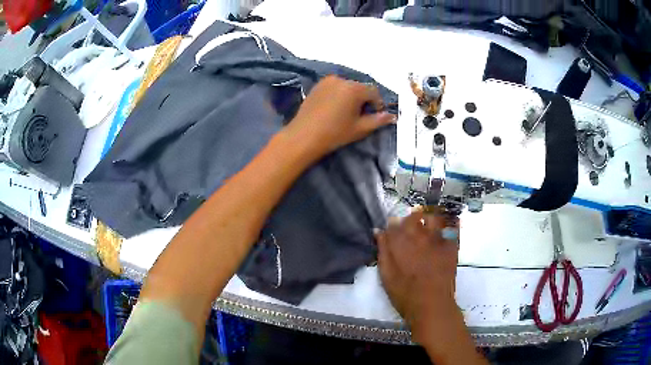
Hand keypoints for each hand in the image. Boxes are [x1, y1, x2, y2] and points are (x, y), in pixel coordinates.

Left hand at [283, 75, 395, 159]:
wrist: (303, 136)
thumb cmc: (334, 133)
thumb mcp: (360, 128)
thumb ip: (378, 120)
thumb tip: (392, 116)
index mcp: (354, 88)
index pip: (374, 92)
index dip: (378, 104)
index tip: (374, 116)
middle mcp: (341, 79)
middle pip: (360, 87)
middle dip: (364, 99)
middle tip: (360, 116)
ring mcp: (327, 81)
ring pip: (347, 87)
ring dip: (351, 96)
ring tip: (346, 113)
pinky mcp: (317, 85)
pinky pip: (335, 87)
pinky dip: (339, 94)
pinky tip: (334, 108)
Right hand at [376, 211, 460, 342]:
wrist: (432, 305)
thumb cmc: (404, 294)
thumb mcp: (386, 275)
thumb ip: (383, 251)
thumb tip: (379, 231)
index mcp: (401, 242)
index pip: (394, 223)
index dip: (392, 226)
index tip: (392, 232)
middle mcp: (420, 236)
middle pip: (414, 217)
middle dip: (409, 221)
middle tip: (408, 231)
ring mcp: (438, 240)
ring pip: (433, 218)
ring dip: (427, 220)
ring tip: (426, 229)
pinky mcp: (451, 246)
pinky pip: (450, 229)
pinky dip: (445, 228)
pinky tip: (441, 235)